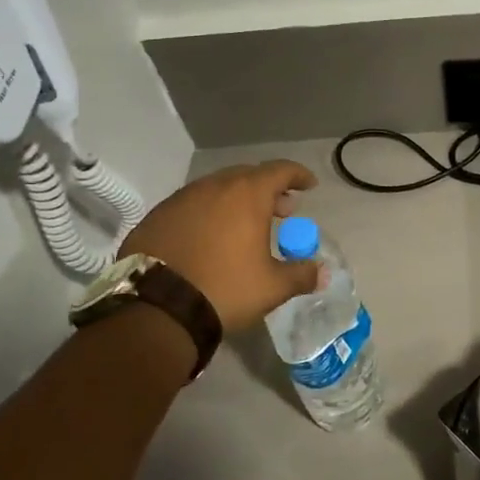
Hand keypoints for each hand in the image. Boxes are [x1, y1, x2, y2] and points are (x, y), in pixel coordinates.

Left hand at [119, 160, 321, 333]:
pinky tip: (208, 237)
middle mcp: (214, 186)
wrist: (157, 309)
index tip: (309, 186)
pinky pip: (191, 206)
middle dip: (268, 190)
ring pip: (216, 189)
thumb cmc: (225, 289)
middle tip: (280, 210)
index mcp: (247, 194)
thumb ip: (301, 275)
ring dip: (235, 201)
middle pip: (248, 176)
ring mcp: (181, 199)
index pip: (280, 170)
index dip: (298, 176)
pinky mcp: (157, 216)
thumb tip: (322, 272)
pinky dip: (207, 214)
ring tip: (243, 225)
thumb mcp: (272, 287)